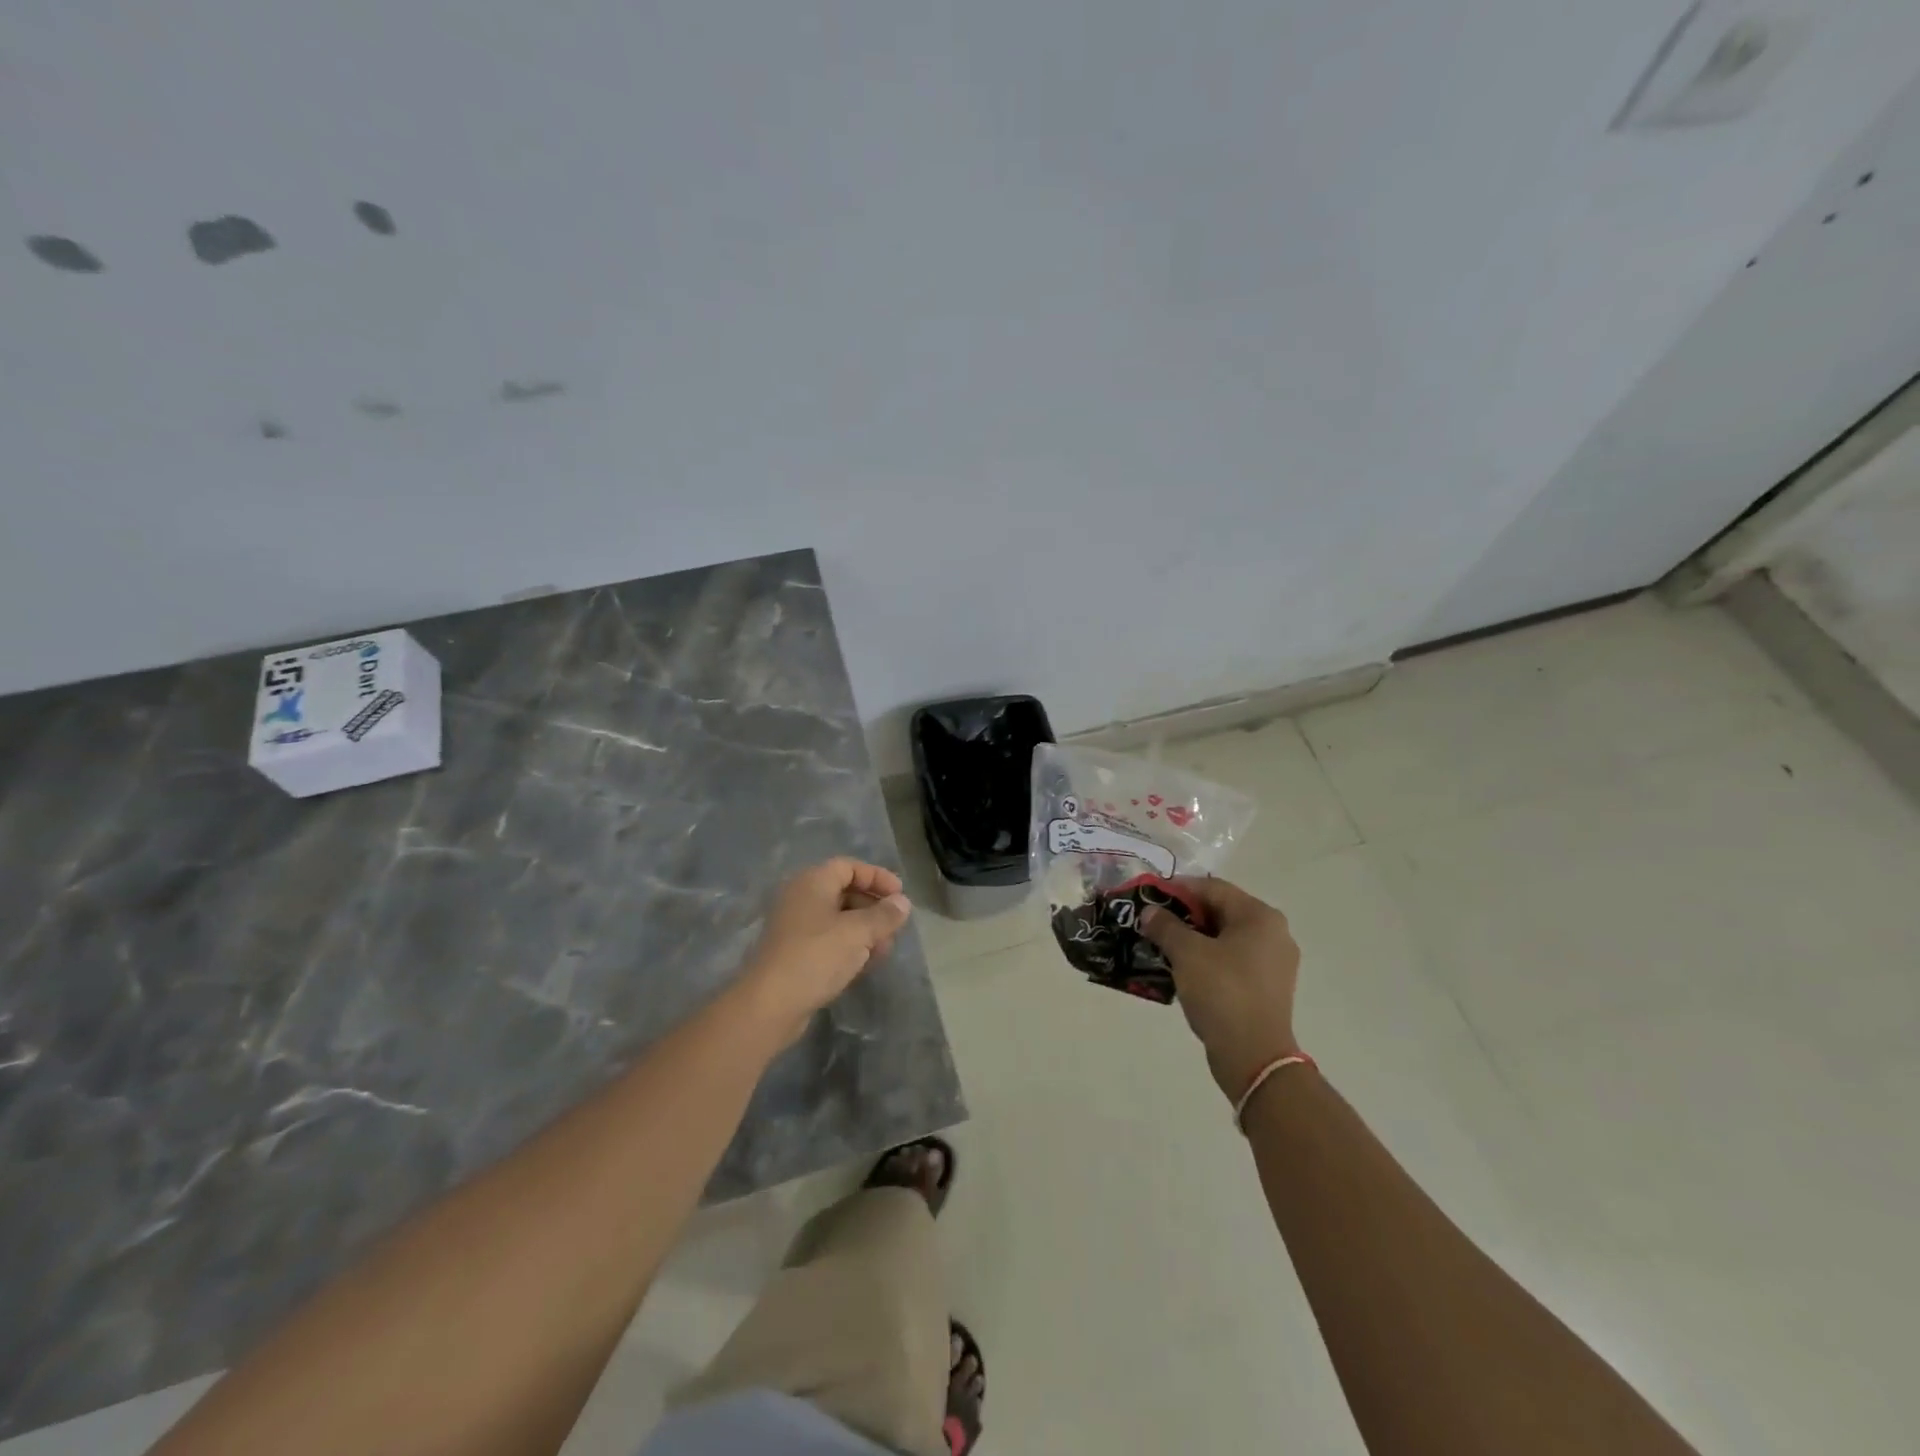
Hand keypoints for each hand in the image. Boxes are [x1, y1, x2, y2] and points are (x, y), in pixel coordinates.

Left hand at [734, 858, 912, 1048]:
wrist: (769, 1005)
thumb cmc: (816, 956)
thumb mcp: (857, 932)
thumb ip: (884, 915)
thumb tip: (903, 902)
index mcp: (812, 882)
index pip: (849, 867)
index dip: (877, 877)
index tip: (900, 896)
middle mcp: (801, 898)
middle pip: (844, 892)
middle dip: (873, 908)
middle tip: (895, 926)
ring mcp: (795, 927)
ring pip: (838, 920)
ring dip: (865, 931)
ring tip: (884, 950)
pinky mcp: (794, 954)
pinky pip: (828, 941)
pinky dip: (849, 947)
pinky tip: (865, 965)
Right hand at [1142, 878, 1300, 1100]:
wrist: (1253, 1056)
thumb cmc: (1222, 992)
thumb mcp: (1186, 954)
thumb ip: (1166, 926)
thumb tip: (1150, 912)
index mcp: (1260, 916)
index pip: (1213, 888)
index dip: (1178, 888)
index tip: (1150, 897)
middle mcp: (1273, 933)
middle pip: (1221, 911)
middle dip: (1185, 915)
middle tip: (1153, 922)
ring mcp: (1274, 962)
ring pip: (1225, 937)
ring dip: (1194, 939)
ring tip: (1162, 946)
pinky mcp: (1268, 987)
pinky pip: (1233, 960)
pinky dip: (1208, 959)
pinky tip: (1183, 969)